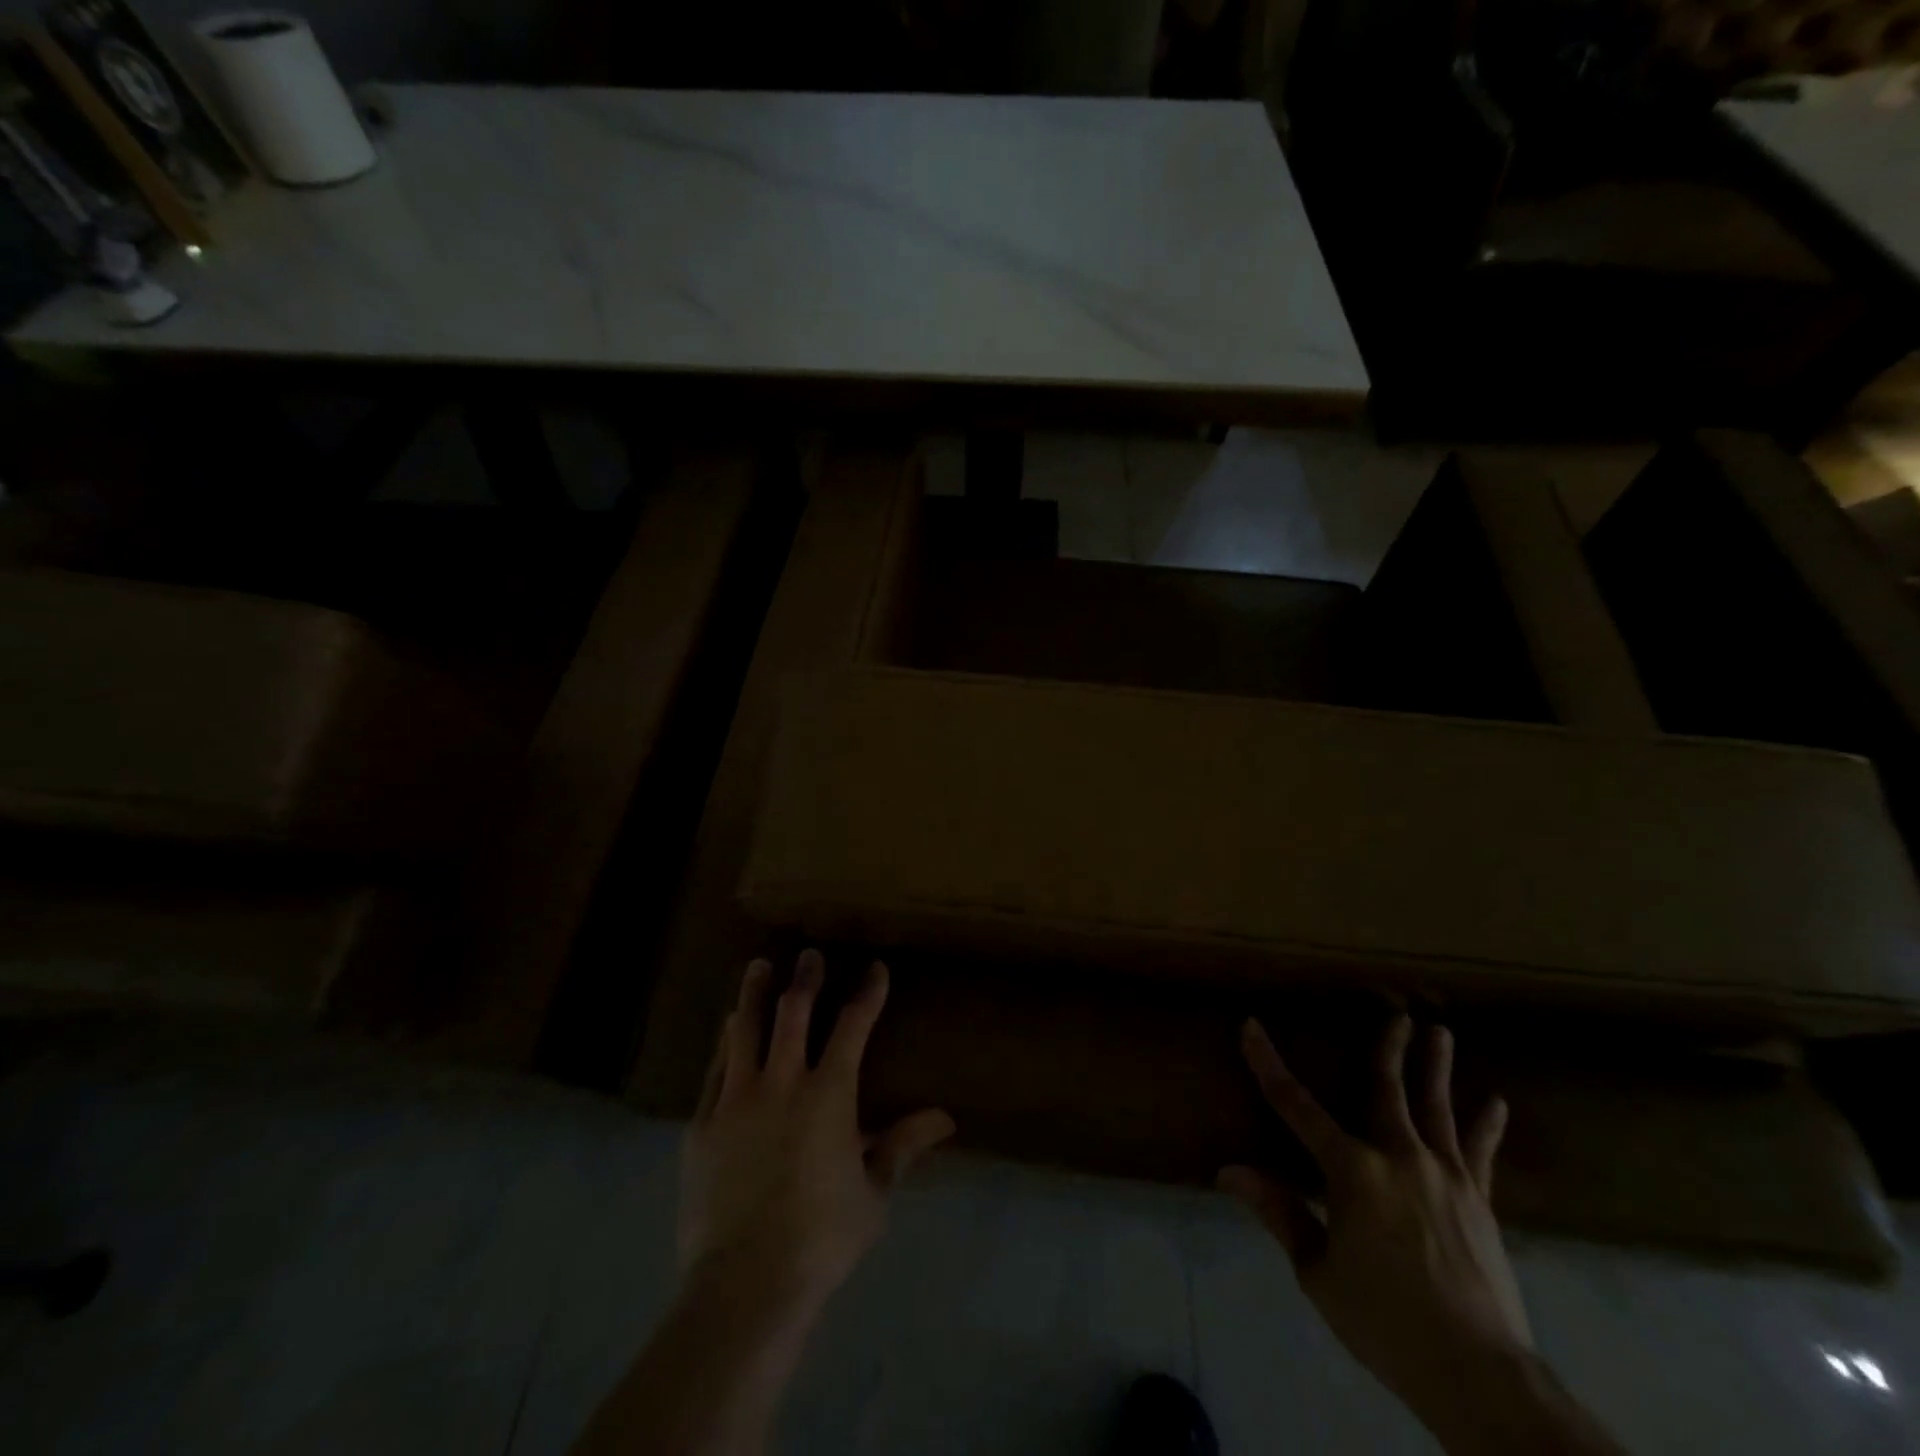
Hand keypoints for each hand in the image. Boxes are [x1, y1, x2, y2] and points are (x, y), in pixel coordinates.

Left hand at [679, 950, 955, 1323]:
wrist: (744, 1284)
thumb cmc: (821, 1237)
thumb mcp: (873, 1192)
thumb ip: (903, 1145)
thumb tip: (946, 1118)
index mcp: (829, 1094)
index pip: (853, 1026)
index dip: (867, 993)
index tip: (875, 968)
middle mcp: (782, 1083)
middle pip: (793, 1013)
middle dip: (805, 979)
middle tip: (809, 955)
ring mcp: (737, 1100)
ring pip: (746, 1029)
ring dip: (755, 993)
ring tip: (759, 966)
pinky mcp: (703, 1123)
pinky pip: (715, 1068)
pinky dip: (725, 1041)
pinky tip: (728, 1025)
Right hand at [1219, 1016, 1528, 1420]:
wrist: (1479, 1375)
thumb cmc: (1385, 1321)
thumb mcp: (1318, 1272)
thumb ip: (1279, 1212)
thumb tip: (1228, 1171)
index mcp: (1351, 1171)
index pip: (1295, 1105)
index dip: (1268, 1064)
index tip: (1251, 1027)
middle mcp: (1398, 1157)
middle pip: (1387, 1090)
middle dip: (1387, 1049)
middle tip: (1396, 1014)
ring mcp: (1445, 1176)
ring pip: (1436, 1108)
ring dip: (1436, 1068)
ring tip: (1439, 1032)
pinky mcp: (1478, 1200)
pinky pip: (1479, 1152)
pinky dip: (1485, 1125)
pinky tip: (1496, 1102)